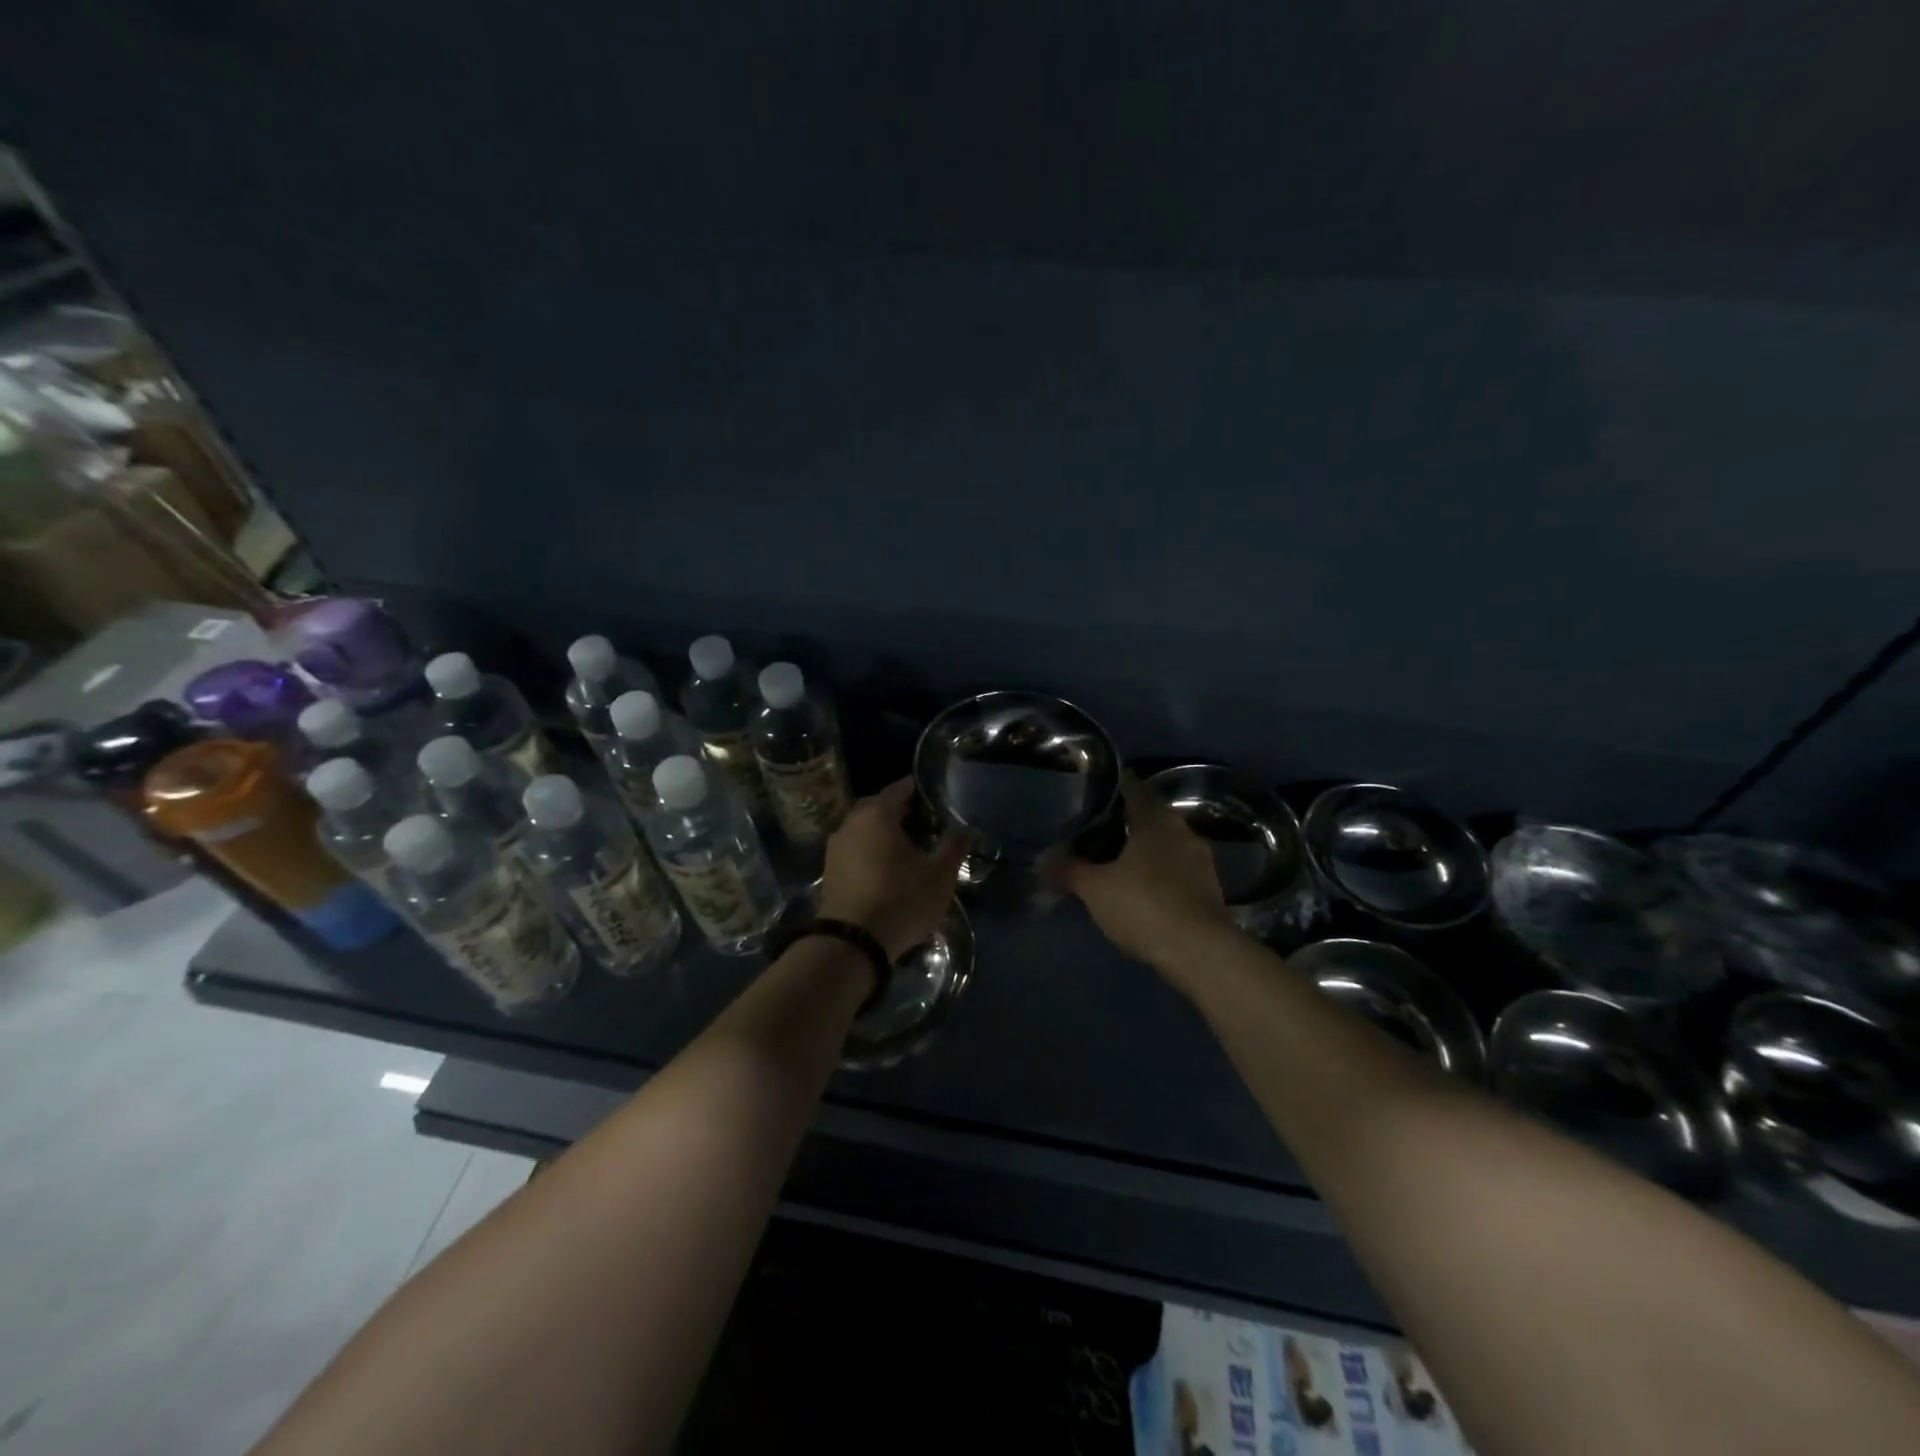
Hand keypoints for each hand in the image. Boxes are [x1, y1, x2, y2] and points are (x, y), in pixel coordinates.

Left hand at [818, 779, 970, 960]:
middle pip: (875, 807)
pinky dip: (867, 849)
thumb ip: (954, 847)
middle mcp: (851, 824)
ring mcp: (835, 848)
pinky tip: (883, 865)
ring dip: (879, 831)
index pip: (897, 790)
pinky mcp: (829, 872)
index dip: (914, 788)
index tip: (929, 791)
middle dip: (895, 809)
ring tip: (903, 843)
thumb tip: (969, 828)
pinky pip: (852, 849)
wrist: (851, 942)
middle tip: (919, 818)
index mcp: (877, 815)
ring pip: (861, 829)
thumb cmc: (900, 899)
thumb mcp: (938, 875)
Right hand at [1065, 773, 1236, 973]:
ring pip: (1162, 844)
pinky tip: (1137, 889)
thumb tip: (1042, 859)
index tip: (1085, 794)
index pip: (1130, 786)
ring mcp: (1199, 859)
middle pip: (1147, 815)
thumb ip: (1068, 869)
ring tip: (1109, 862)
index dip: (1107, 788)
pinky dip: (1155, 873)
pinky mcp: (1208, 888)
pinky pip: (1174, 869)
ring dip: (1140, 850)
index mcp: (1155, 818)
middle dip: (1120, 822)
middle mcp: (1182, 830)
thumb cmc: (1145, 906)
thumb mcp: (1095, 889)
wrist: (1202, 953)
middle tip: (1089, 832)